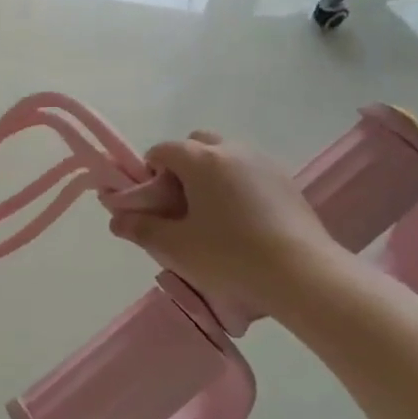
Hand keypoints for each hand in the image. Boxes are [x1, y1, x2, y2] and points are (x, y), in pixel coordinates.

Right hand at [107, 131, 340, 309]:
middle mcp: (232, 150)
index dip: (149, 174)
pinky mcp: (286, 181)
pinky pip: (250, 172)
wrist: (301, 274)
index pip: (163, 150)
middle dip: (182, 167)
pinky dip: (237, 186)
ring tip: (212, 217)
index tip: (152, 205)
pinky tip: (242, 222)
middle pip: (196, 144)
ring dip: (211, 175)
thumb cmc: (229, 256)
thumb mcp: (175, 247)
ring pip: (226, 156)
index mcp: (201, 159)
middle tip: (180, 206)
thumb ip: (140, 229)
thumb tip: (116, 220)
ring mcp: (264, 163)